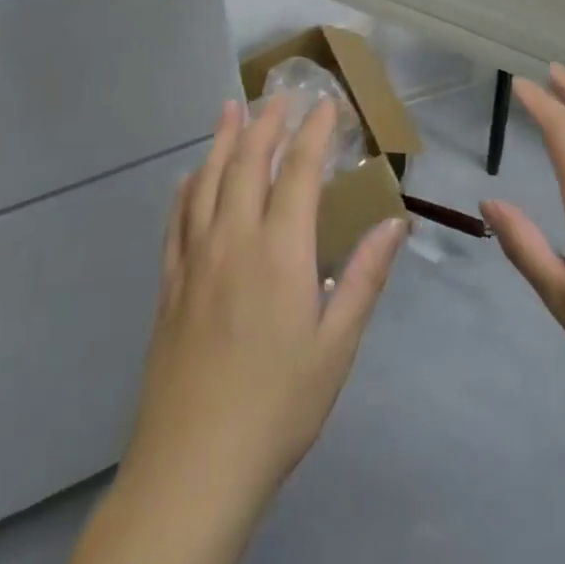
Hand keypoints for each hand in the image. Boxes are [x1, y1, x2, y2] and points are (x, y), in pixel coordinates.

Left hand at [125, 97, 408, 508]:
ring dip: (221, 142)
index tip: (327, 103)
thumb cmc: (279, 407)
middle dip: (266, 123)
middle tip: (281, 94)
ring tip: (230, 109)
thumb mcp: (337, 344)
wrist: (193, 469)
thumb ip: (364, 276)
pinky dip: (185, 190)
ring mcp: (194, 263)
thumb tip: (395, 223)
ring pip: (206, 184)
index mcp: (280, 253)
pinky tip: (188, 178)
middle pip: (247, 164)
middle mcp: (233, 243)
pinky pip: (176, 222)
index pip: (299, 173)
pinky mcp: (169, 289)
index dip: (314, 133)